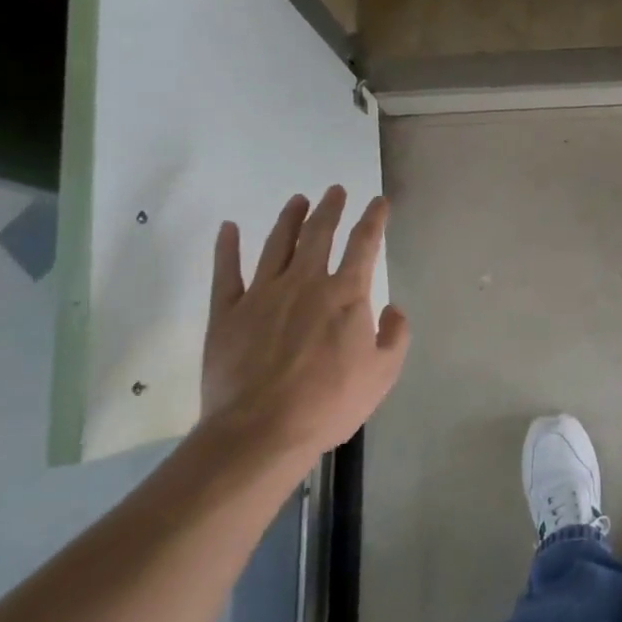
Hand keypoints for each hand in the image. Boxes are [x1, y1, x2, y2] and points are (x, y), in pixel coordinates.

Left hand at [195, 187, 409, 474]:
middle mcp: (305, 282)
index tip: (378, 202)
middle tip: (334, 190)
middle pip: (319, 234)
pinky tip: (228, 228)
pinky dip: (227, 247)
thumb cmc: (329, 403)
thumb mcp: (382, 374)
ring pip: (277, 244)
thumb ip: (395, 336)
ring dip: (290, 219)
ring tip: (298, 200)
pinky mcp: (227, 312)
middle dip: (330, 208)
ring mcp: (263, 294)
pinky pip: (226, 271)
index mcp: (346, 294)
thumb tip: (392, 310)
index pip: (363, 244)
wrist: (261, 431)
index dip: (373, 219)